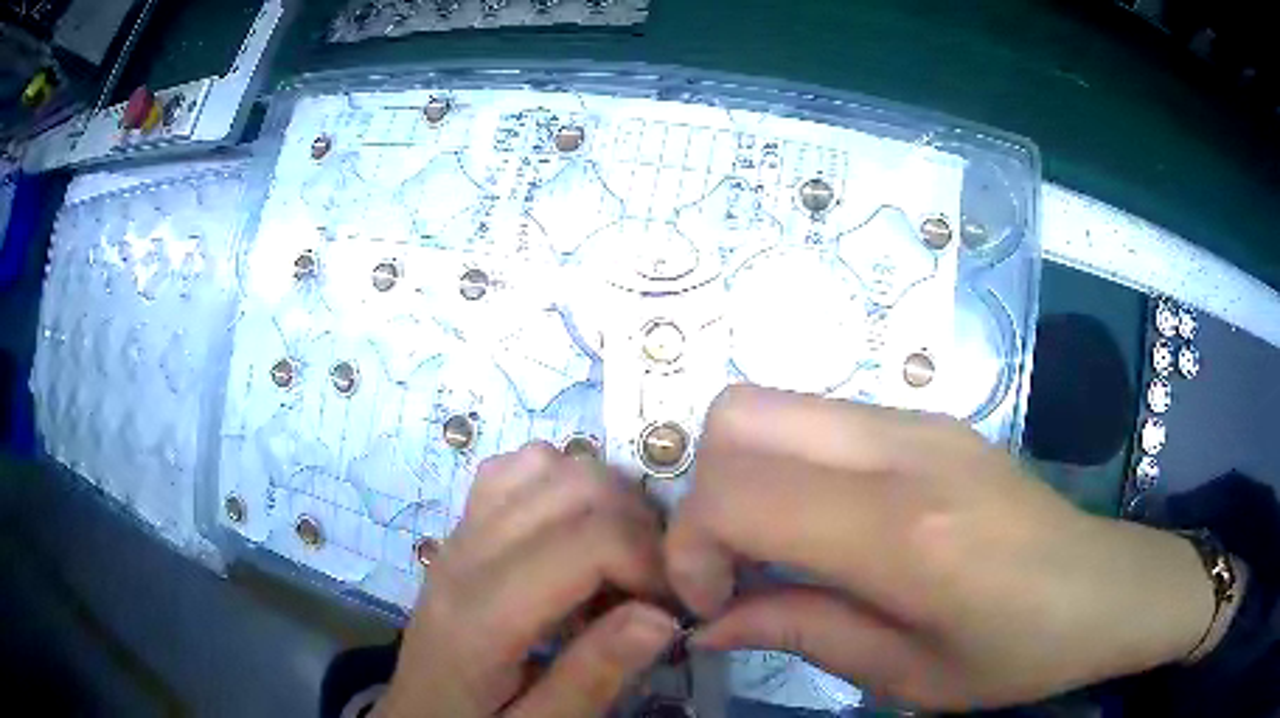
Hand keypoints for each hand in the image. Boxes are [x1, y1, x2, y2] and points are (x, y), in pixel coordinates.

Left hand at [379, 443, 677, 717]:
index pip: (587, 543)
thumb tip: (662, 615)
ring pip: (546, 463)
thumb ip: (594, 678)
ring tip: (615, 557)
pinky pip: (514, 468)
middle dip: (638, 526)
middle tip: (651, 583)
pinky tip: (570, 532)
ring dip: (602, 499)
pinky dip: (559, 483)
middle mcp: (465, 554)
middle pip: (574, 487)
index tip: (671, 606)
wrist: (417, 712)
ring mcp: (459, 530)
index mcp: (481, 615)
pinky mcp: (461, 524)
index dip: (650, 563)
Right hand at [666, 386, 1215, 710]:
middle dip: (705, 491)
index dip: (692, 546)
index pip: (739, 493)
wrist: (1105, 588)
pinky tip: (826, 527)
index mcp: (906, 532)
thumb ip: (799, 632)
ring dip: (746, 476)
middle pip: (739, 414)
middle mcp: (906, 451)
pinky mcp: (931, 417)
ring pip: (774, 405)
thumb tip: (709, 621)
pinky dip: (790, 466)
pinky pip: (821, 420)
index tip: (711, 602)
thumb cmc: (1019, 653)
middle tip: (734, 564)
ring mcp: (921, 420)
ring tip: (775, 549)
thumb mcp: (905, 676)